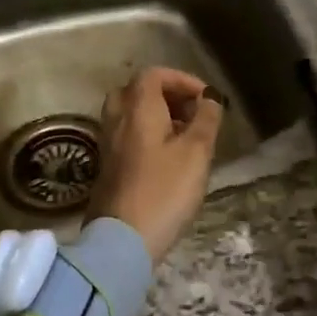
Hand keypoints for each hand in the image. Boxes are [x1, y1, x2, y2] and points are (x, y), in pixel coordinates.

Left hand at [85, 67, 225, 264]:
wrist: (122, 241)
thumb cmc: (164, 190)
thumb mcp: (196, 152)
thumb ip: (206, 119)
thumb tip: (209, 98)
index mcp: (138, 108)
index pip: (154, 74)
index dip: (182, 80)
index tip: (206, 99)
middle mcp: (117, 119)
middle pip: (137, 91)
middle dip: (166, 95)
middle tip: (191, 113)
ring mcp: (108, 144)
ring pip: (130, 115)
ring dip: (157, 117)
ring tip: (184, 137)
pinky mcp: (107, 167)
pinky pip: (126, 136)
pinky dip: (146, 135)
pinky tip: (167, 159)